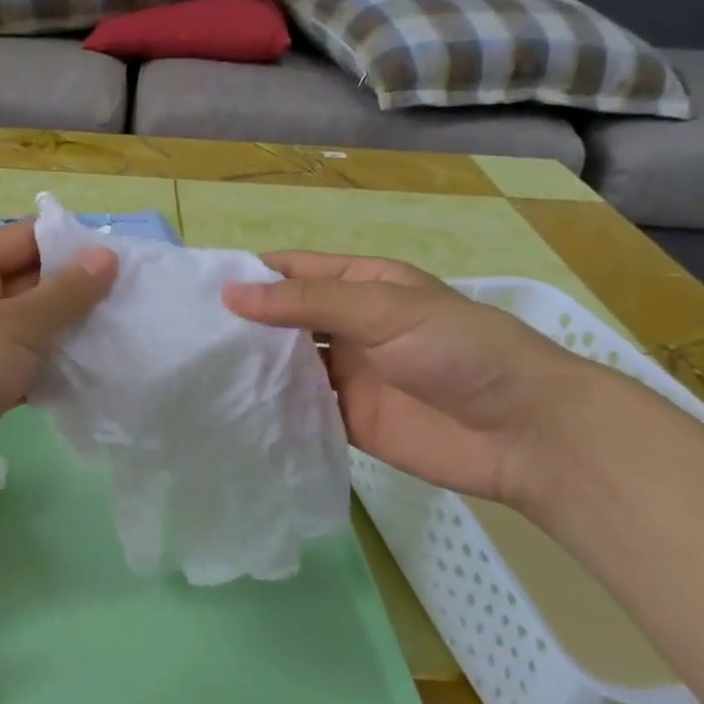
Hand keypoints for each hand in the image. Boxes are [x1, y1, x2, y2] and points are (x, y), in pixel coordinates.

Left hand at [0, 219, 116, 521]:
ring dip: (70, 334)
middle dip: (79, 293)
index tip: (126, 262)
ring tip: (125, 336)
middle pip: (31, 284)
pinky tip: (94, 376)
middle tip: (136, 302)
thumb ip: (64, 294)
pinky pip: (24, 367)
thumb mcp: (11, 327)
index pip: (25, 240)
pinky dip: (53, 371)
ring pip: (31, 329)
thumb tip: (106, 257)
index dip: (74, 246)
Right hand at [223, 252, 602, 504]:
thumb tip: (230, 294)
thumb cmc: (458, 349)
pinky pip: (299, 409)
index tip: (192, 286)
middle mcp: (348, 326)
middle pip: (282, 319)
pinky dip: (269, 408)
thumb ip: (307, 304)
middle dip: (241, 324)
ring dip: (250, 366)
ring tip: (191, 370)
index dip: (248, 274)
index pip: (292, 272)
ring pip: (286, 364)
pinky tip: (227, 410)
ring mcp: (346, 374)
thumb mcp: (383, 309)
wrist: (523, 431)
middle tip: (180, 334)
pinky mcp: (346, 419)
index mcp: (360, 285)